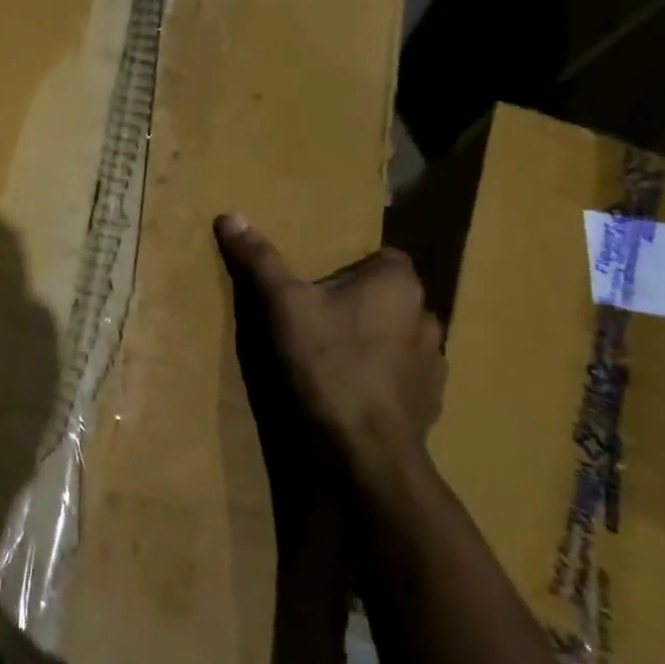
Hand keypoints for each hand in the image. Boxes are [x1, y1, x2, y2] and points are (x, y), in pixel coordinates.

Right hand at [214, 216, 445, 487]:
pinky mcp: (431, 404)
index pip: (384, 258)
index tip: (319, 283)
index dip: (352, 267)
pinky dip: (383, 381)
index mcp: (397, 284)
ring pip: (400, 339)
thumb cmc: (324, 363)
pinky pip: (405, 379)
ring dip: (376, 343)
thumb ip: (259, 260)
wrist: (360, 448)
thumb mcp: (280, 304)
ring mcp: (434, 364)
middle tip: (318, 318)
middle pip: (390, 299)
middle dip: (362, 305)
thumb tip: (230, 215)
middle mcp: (426, 317)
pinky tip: (351, 393)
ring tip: (334, 357)